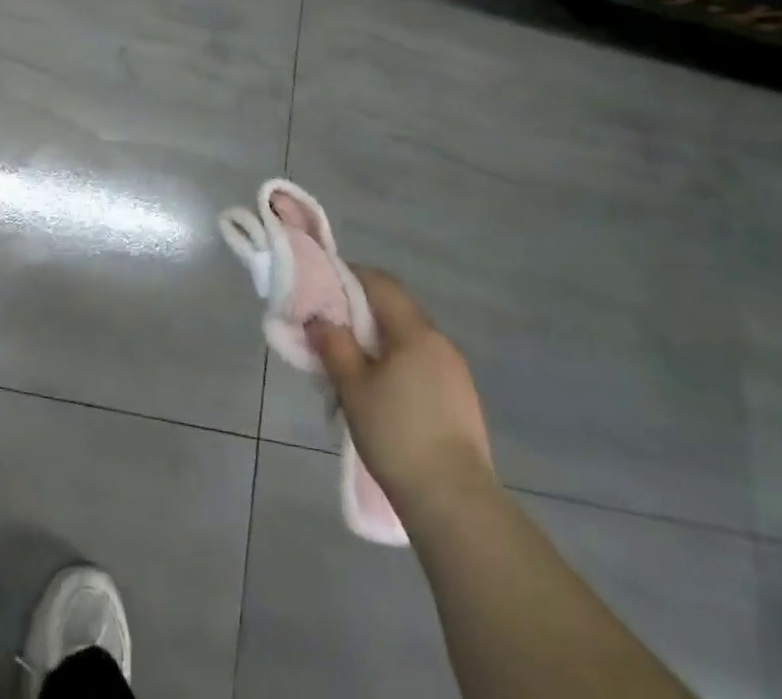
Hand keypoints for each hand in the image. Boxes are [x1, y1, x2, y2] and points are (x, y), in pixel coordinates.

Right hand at [309, 268, 494, 516]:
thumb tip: (319, 320)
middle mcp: (440, 343)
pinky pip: (422, 366)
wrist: (456, 504)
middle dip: (361, 315)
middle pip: (396, 311)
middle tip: (331, 333)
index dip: (351, 278)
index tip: (323, 289)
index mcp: (415, 332)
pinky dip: (398, 367)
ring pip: (409, 341)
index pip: (381, 283)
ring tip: (352, 369)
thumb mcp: (353, 388)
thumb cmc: (397, 436)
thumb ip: (334, 346)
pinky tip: (382, 396)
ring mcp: (455, 373)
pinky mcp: (462, 401)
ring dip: (380, 344)